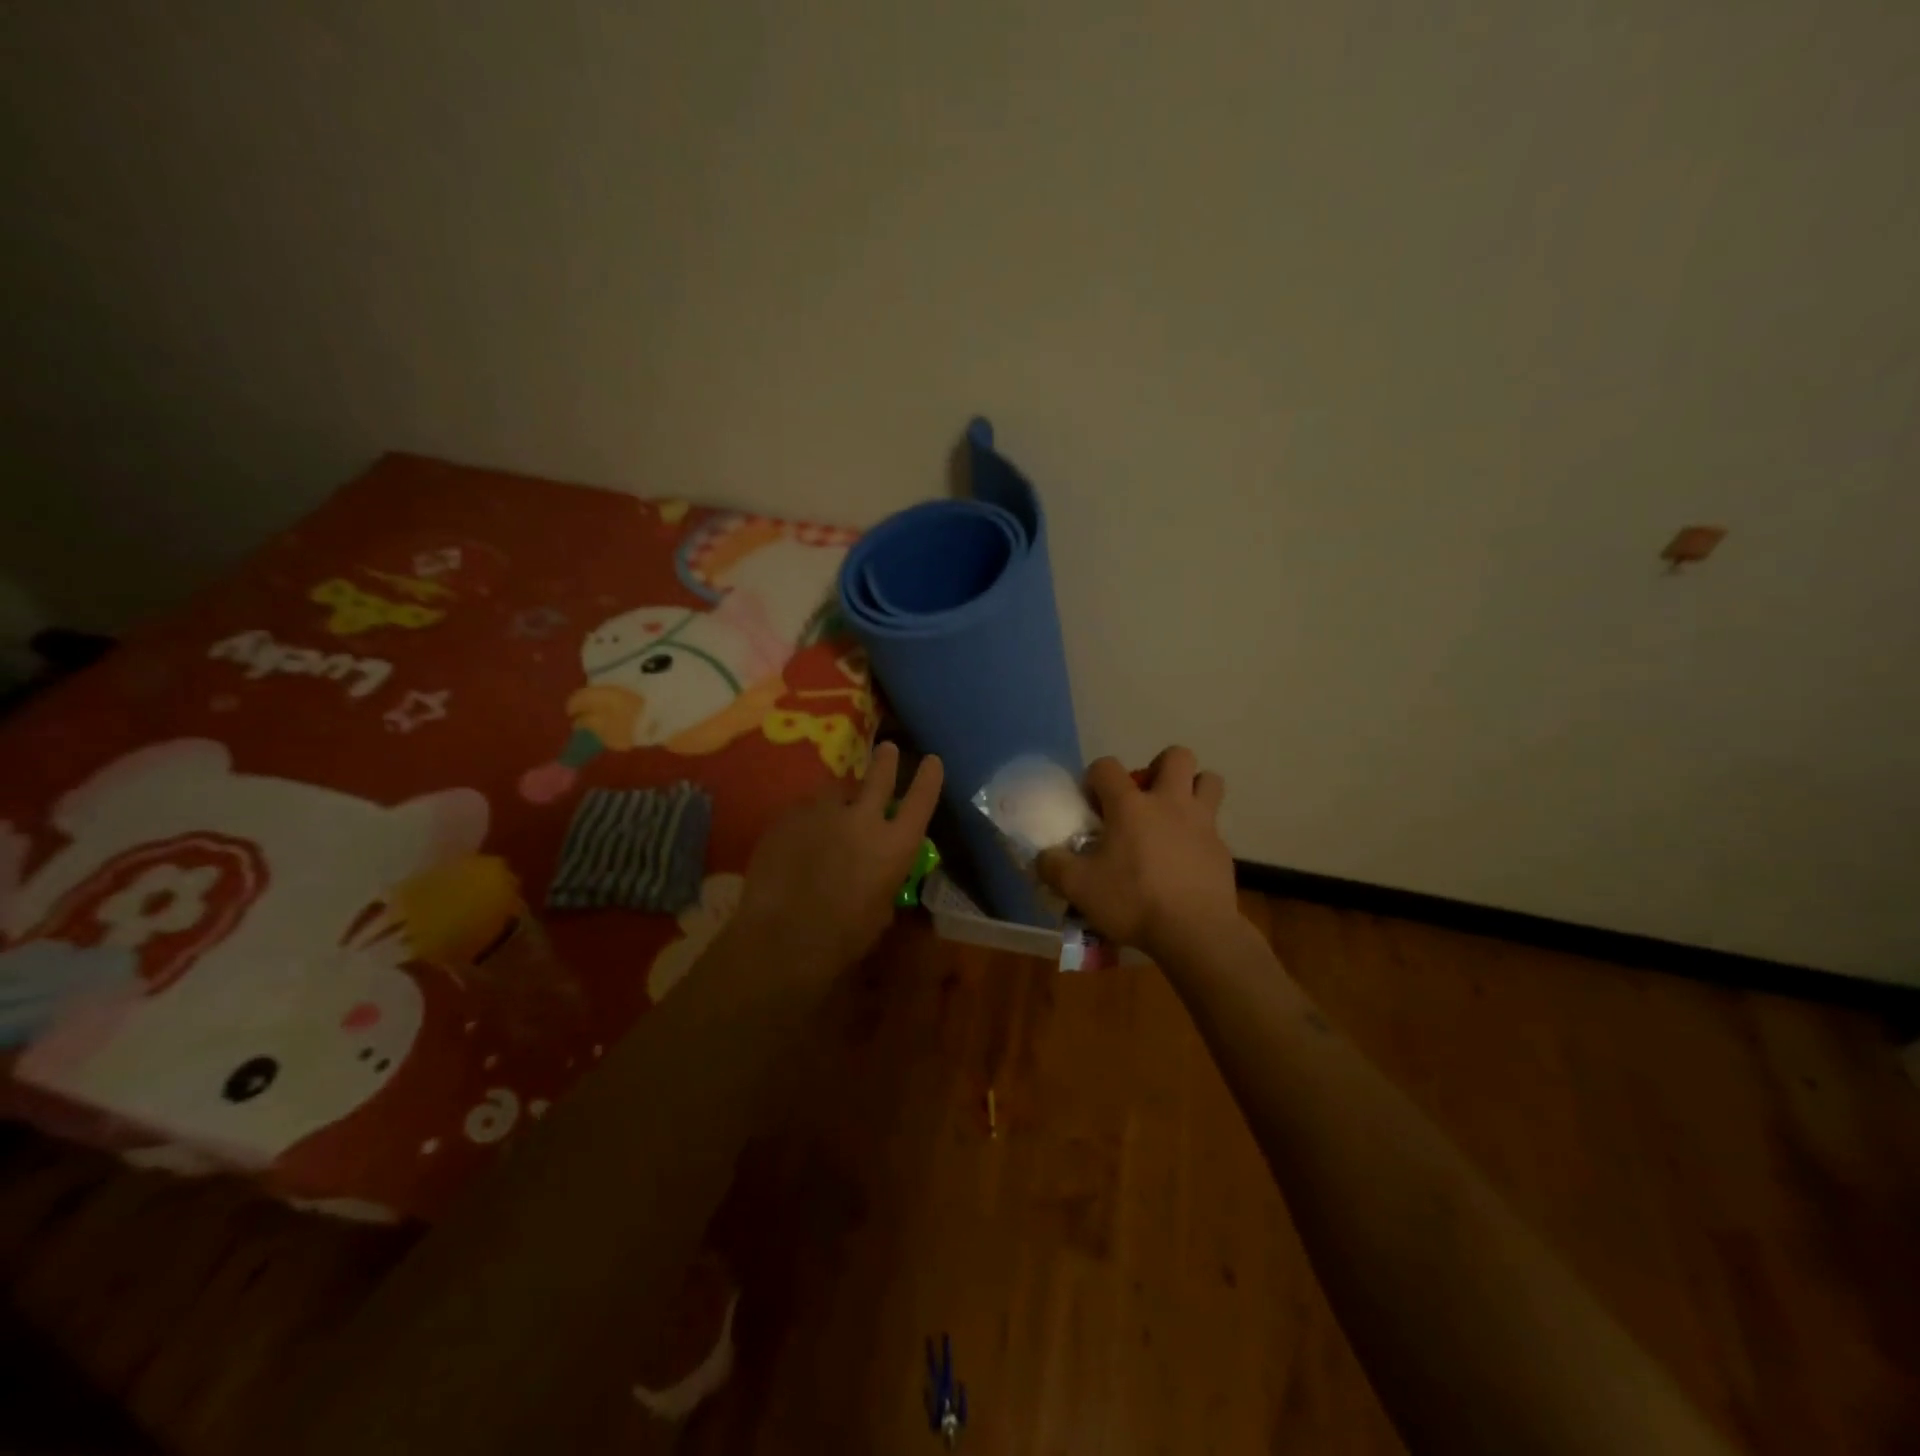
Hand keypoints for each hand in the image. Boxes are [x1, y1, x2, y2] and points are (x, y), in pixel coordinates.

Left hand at [735, 742, 943, 969]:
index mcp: (894, 845)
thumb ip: (884, 879)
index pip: (921, 800)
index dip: (929, 778)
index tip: (932, 760)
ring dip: (841, 796)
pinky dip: (809, 816)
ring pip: (837, 790)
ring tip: (834, 807)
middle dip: (886, 761)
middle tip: (887, 748)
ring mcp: (822, 813)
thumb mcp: (880, 911)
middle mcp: (863, 819)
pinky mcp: (788, 817)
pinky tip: (801, 834)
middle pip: (879, 776)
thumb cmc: (842, 938)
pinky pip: (805, 808)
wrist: (782, 938)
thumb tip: (878, 872)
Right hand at [1037, 748, 1239, 960]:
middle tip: (1145, 798)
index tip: (1091, 804)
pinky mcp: (1222, 849)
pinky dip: (1200, 834)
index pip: (1106, 766)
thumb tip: (1042, 857)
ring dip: (1193, 789)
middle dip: (1159, 767)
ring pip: (1209, 781)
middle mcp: (1169, 802)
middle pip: (1176, 756)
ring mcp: (1202, 823)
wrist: (1194, 932)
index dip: (1095, 778)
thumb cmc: (1133, 901)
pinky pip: (1214, 827)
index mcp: (1130, 805)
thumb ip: (1053, 866)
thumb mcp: (1078, 888)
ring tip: (1174, 816)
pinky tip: (1185, 860)